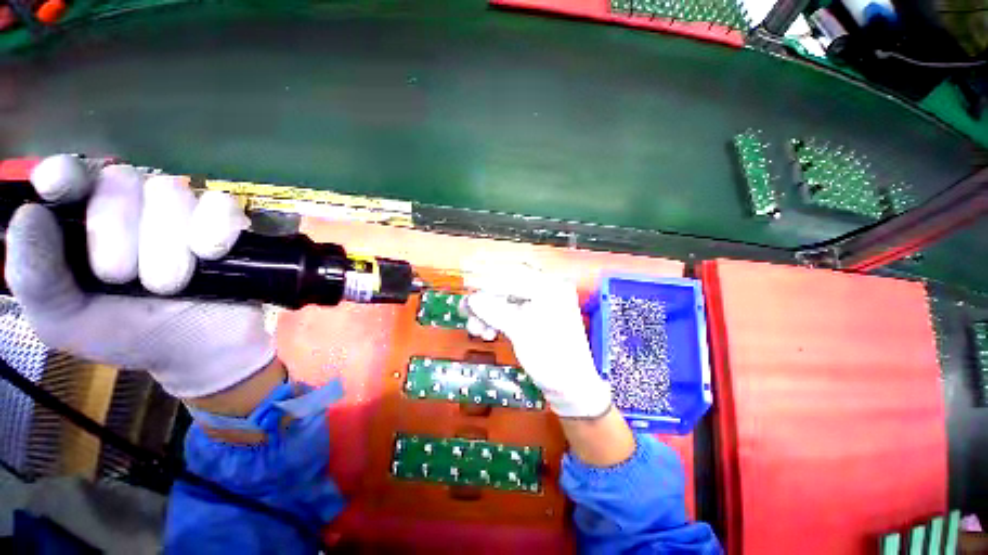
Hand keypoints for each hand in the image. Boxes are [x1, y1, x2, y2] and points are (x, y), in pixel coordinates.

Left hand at [4, 154, 274, 398]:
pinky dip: (214, 230)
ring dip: (168, 246)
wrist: (199, 350)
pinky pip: (220, 205)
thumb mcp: (65, 321)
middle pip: (122, 181)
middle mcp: (133, 205)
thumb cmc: (127, 335)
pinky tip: (210, 256)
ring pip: (171, 193)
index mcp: (85, 221)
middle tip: (124, 279)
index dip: (66, 174)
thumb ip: (36, 277)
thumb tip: (30, 215)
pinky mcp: (228, 222)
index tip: (56, 189)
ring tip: (170, 284)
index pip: (73, 173)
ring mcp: (183, 210)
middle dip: (119, 235)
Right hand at [465, 265, 611, 418]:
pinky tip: (487, 333)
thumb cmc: (551, 358)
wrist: (572, 389)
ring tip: (475, 330)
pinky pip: (511, 313)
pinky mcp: (535, 319)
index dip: (487, 280)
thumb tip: (471, 299)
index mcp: (550, 287)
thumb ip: (494, 311)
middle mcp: (547, 291)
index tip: (467, 286)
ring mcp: (542, 306)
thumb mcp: (520, 332)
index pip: (513, 275)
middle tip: (466, 311)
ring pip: (507, 301)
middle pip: (508, 287)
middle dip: (485, 301)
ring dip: (488, 313)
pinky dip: (497, 321)